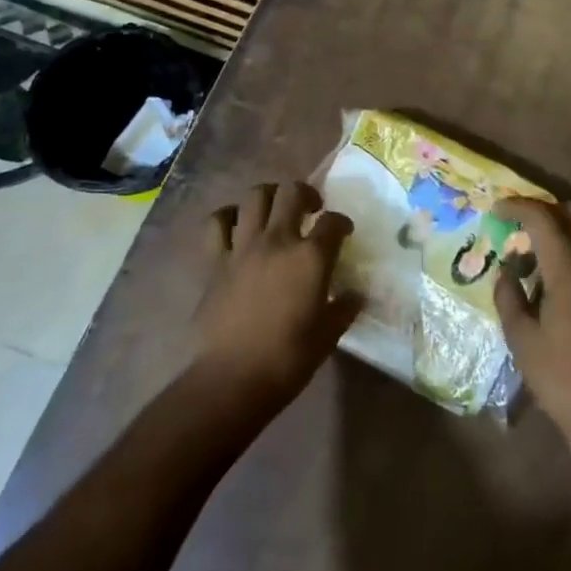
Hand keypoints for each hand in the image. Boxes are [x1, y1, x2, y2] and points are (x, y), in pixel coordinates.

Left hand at [193, 182, 359, 417]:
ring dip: (270, 195)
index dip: (342, 223)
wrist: (232, 378)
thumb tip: (355, 295)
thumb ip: (344, 308)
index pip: (333, 222)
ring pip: (255, 196)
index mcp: (310, 257)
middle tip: (312, 208)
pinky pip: (217, 223)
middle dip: (306, 193)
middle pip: (292, 192)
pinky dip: (228, 216)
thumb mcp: (328, 335)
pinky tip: (237, 224)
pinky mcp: (215, 260)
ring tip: (276, 209)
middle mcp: (278, 240)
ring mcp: (243, 246)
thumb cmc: (287, 359)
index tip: (344, 232)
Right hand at [493, 198, 570, 441]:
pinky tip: (564, 280)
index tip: (498, 209)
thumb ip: (509, 295)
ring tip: (544, 254)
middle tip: (528, 225)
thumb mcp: (521, 339)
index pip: (544, 219)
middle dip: (553, 208)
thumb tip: (508, 269)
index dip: (518, 206)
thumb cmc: (561, 378)